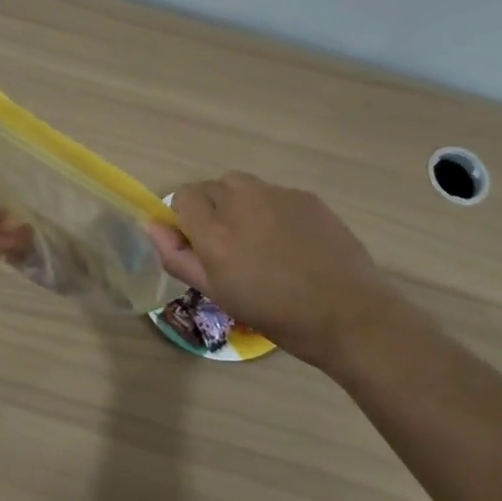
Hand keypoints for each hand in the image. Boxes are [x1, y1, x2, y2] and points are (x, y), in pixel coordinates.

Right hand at [150, 173, 403, 368]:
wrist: (348, 314)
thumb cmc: (278, 314)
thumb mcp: (219, 294)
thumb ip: (179, 257)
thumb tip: (153, 227)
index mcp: (215, 231)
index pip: (182, 196)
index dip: (186, 217)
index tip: (200, 242)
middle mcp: (242, 201)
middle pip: (212, 187)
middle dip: (213, 209)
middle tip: (232, 245)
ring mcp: (277, 194)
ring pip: (244, 186)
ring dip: (241, 204)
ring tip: (262, 240)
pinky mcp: (305, 196)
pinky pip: (275, 194)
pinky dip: (273, 209)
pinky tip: (292, 241)